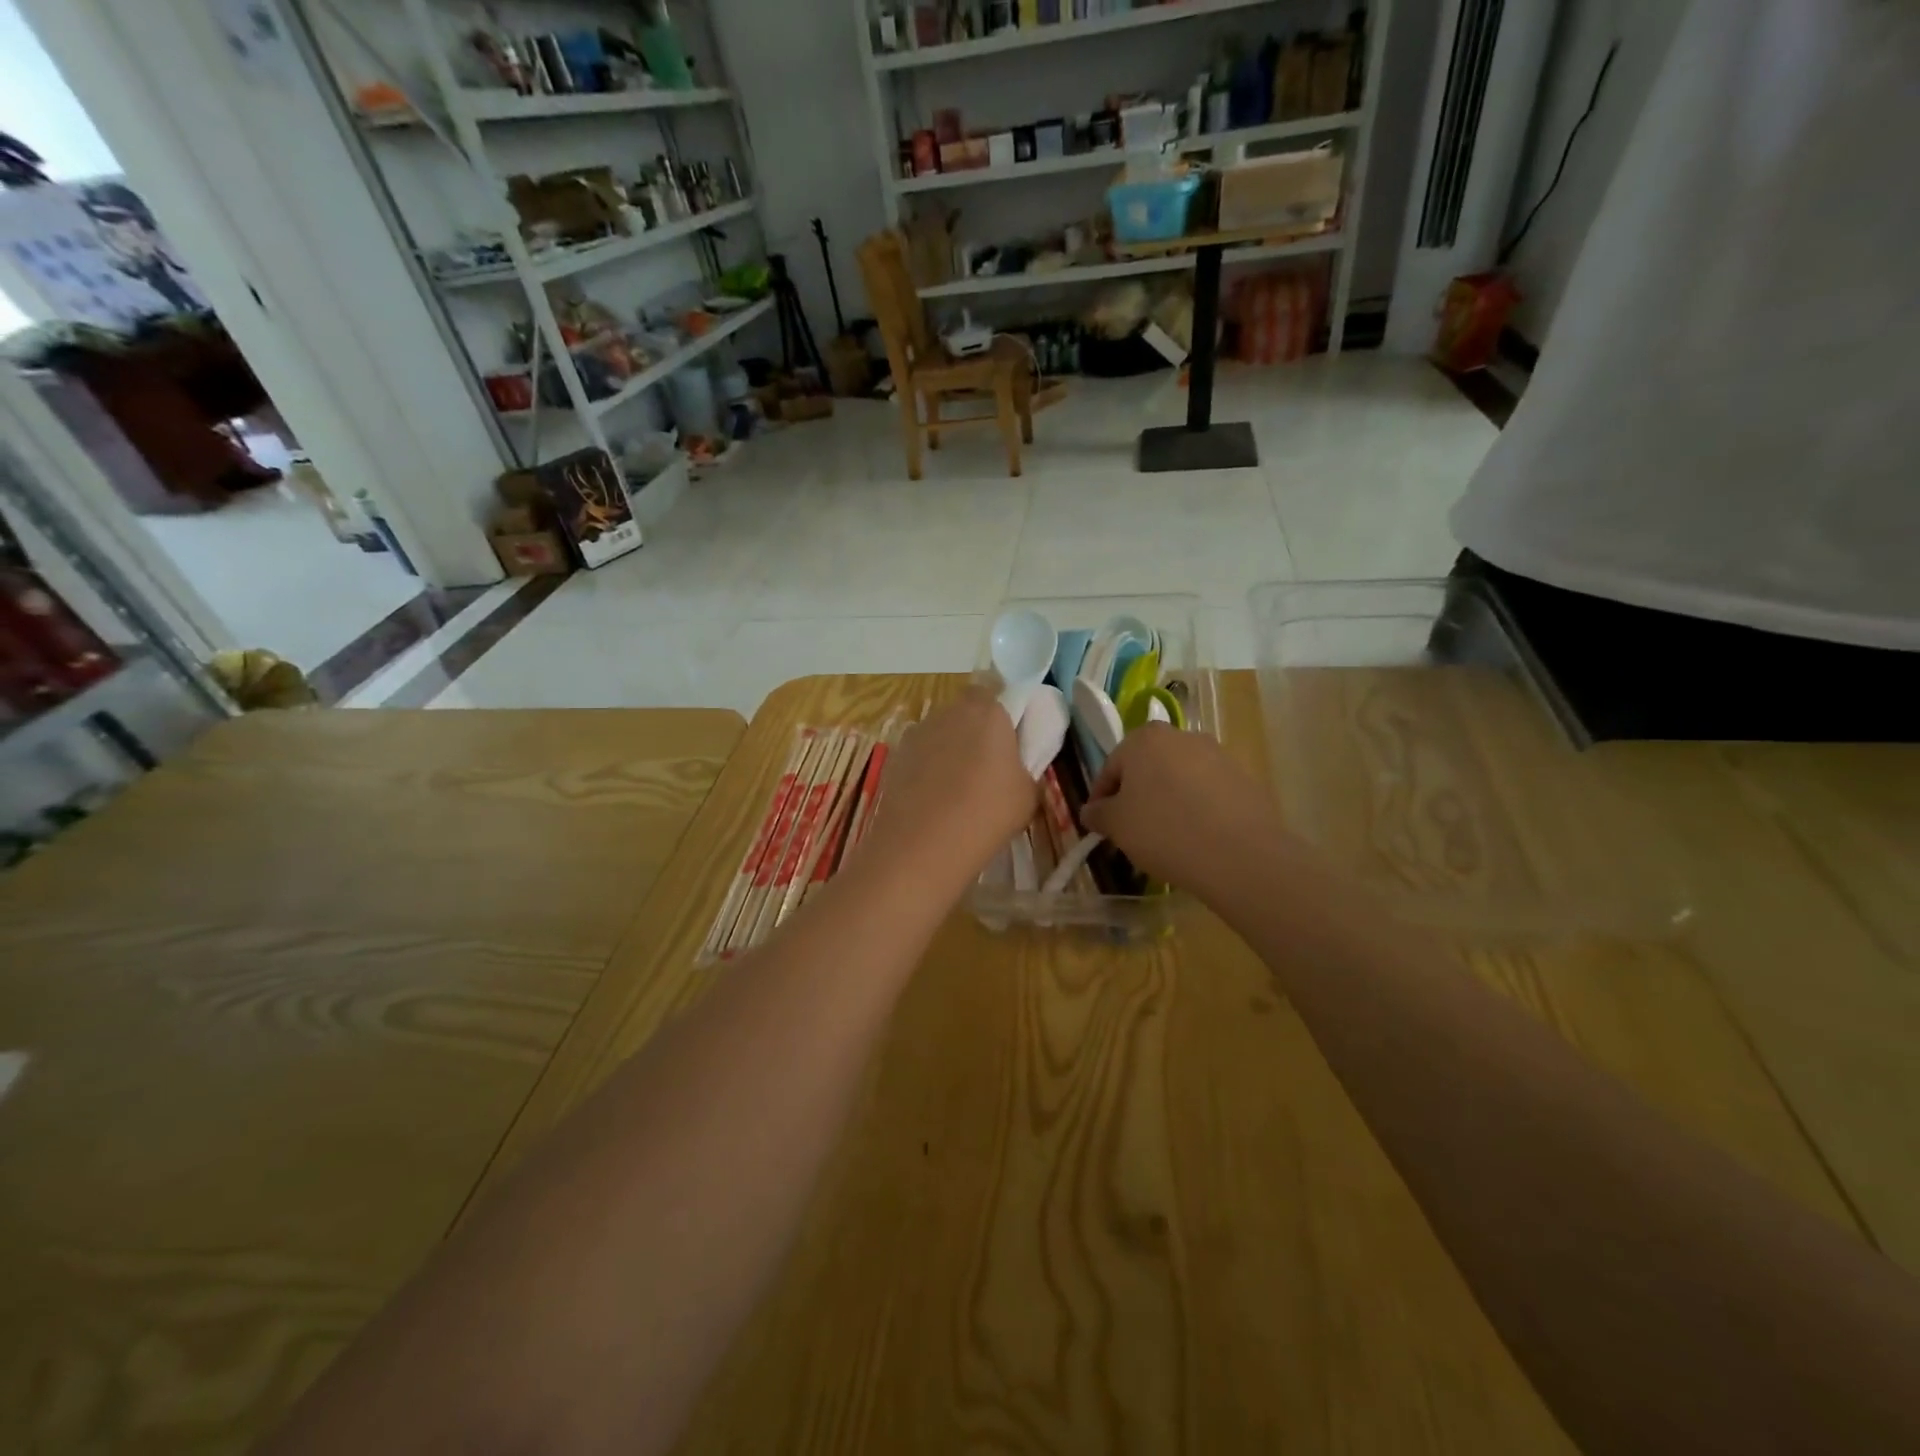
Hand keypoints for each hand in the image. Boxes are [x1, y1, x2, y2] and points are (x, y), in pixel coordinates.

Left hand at [864, 688, 1037, 891]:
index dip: (1002, 710)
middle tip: (988, 765)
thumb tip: (1017, 766)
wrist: (922, 846)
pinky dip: (927, 769)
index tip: (1010, 737)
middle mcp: (949, 712)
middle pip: (965, 710)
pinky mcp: (896, 757)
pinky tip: (934, 800)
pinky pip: (920, 755)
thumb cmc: (987, 814)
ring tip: (958, 788)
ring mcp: (917, 733)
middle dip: (975, 730)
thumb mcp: (1029, 794)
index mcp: (988, 712)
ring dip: (949, 749)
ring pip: (940, 732)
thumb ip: (1026, 767)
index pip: (995, 688)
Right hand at [1081, 725, 1287, 896]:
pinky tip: (1197, 837)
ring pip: (1179, 778)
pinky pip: (1208, 792)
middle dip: (1137, 796)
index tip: (1101, 825)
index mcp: (1144, 739)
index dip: (1102, 798)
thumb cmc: (1164, 831)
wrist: (1239, 854)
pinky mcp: (1244, 778)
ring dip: (1168, 800)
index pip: (1111, 767)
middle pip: (1147, 768)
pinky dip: (1197, 809)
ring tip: (1167, 837)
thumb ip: (1098, 814)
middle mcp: (1182, 736)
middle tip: (1132, 830)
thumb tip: (1092, 811)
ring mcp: (1218, 754)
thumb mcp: (1116, 825)